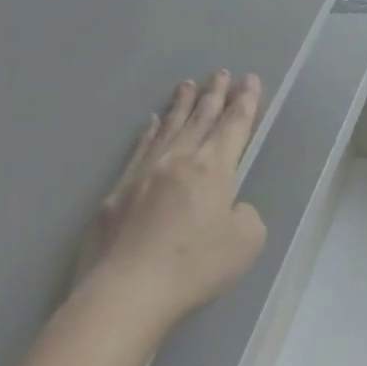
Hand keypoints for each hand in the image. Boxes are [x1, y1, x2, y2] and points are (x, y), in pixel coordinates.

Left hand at [75, 71, 267, 326]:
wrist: (125, 293)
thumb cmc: (194, 266)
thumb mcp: (246, 242)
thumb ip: (245, 215)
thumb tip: (230, 207)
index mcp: (213, 168)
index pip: (234, 125)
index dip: (245, 102)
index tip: (250, 80)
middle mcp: (178, 160)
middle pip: (201, 119)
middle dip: (214, 94)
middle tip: (220, 72)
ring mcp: (143, 174)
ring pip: (168, 128)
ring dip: (181, 105)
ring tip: (187, 84)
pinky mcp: (116, 193)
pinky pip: (140, 149)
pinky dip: (150, 132)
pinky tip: (153, 123)